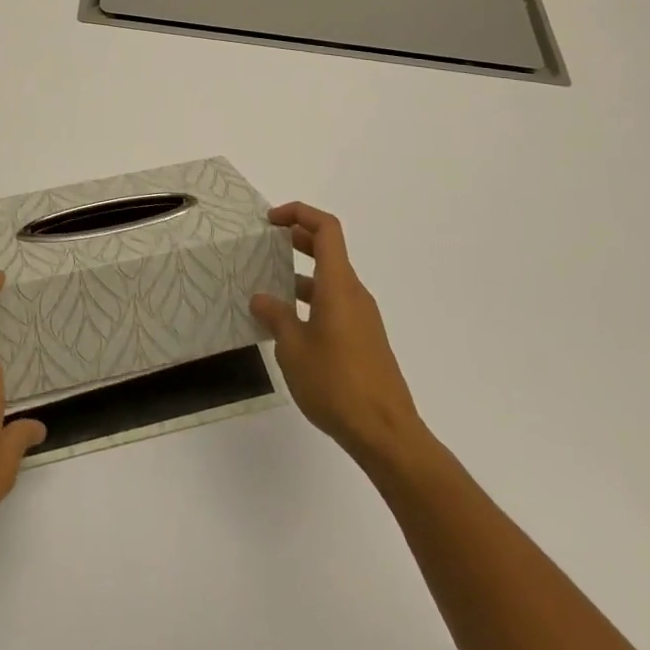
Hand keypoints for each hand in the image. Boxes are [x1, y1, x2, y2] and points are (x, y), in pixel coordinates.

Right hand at [251, 202, 427, 473]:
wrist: (387, 435)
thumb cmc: (337, 384)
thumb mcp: (294, 348)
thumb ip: (276, 317)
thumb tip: (261, 298)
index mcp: (339, 285)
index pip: (326, 229)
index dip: (299, 213)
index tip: (271, 221)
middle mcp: (354, 294)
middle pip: (328, 251)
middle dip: (296, 240)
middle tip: (265, 246)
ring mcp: (362, 319)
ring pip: (330, 281)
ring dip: (300, 276)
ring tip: (267, 290)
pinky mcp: (364, 342)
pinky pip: (335, 306)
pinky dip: (311, 302)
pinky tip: (289, 328)